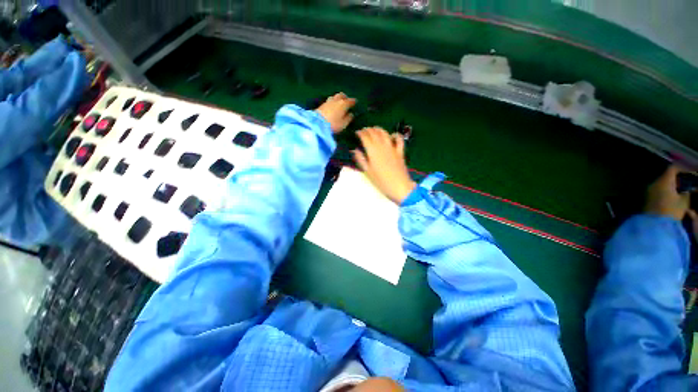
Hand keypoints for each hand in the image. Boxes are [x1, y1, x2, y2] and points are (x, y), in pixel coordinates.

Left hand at [315, 92, 355, 133]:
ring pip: (334, 96)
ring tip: (339, 103)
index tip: (356, 102)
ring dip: (337, 98)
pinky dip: (332, 102)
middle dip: (345, 97)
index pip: (350, 101)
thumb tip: (351, 114)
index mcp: (344, 104)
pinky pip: (329, 101)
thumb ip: (348, 118)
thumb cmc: (334, 124)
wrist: (317, 123)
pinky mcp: (322, 105)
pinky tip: (332, 106)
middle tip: (347, 101)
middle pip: (341, 95)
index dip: (354, 101)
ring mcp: (328, 101)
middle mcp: (336, 100)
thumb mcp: (344, 124)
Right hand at [352, 127, 416, 204]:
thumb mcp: (367, 172)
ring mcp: (392, 148)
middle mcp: (382, 146)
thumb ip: (361, 159)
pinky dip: (395, 135)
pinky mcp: (400, 151)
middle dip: (368, 130)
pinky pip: (399, 140)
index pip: (365, 137)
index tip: (357, 133)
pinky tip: (392, 135)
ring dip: (379, 129)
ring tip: (374, 129)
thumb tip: (355, 150)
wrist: (399, 186)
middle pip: (374, 133)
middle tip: (364, 131)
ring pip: (385, 133)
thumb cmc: (381, 181)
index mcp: (373, 151)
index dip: (360, 133)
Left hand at [644, 165, 690, 220]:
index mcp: (663, 181)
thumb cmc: (670, 211)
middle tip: (688, 182)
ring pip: (662, 184)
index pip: (673, 168)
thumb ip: (689, 194)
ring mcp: (649, 191)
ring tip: (682, 190)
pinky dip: (667, 191)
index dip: (683, 168)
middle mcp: (654, 183)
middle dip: (678, 178)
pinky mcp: (647, 199)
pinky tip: (673, 197)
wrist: (653, 225)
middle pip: (667, 176)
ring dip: (673, 186)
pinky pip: (658, 191)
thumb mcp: (684, 202)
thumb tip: (692, 191)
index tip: (692, 173)